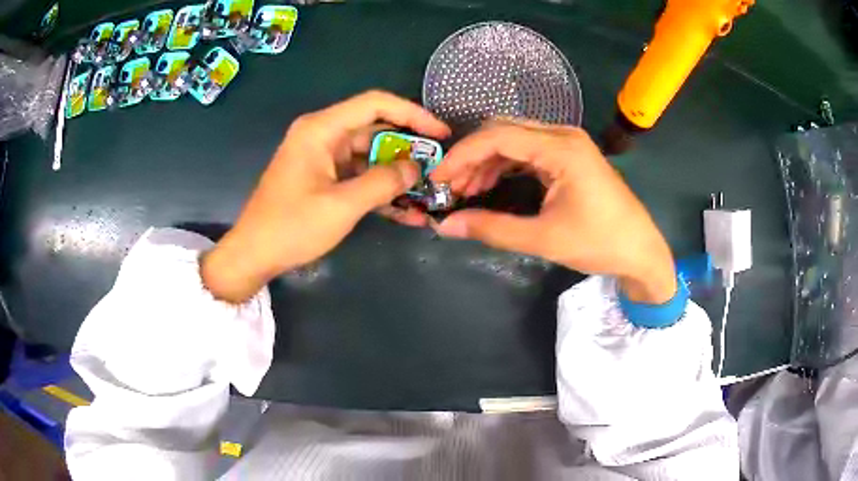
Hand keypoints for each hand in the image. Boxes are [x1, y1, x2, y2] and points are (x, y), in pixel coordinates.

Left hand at [202, 91, 449, 302]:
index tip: (440, 133)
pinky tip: (404, 209)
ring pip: (369, 155)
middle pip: (374, 129)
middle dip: (407, 149)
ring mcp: (322, 157)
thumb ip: (383, 182)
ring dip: (395, 174)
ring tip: (426, 193)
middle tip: (438, 167)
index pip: (375, 104)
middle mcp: (322, 135)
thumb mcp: (342, 205)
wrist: (253, 254)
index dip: (412, 114)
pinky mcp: (323, 177)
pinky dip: (378, 188)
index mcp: (321, 129)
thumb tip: (415, 168)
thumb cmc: (291, 227)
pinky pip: (358, 175)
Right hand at [430, 121, 675, 303]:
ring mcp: (567, 143)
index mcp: (560, 148)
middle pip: (502, 130)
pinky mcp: (569, 155)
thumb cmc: (599, 243)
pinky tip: (491, 184)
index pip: (497, 136)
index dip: (461, 155)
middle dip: (471, 156)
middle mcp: (563, 135)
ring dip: (486, 161)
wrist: (640, 250)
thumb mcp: (543, 239)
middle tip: (450, 187)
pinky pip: (527, 150)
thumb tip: (445, 226)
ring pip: (513, 139)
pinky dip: (504, 165)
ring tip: (466, 190)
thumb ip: (491, 229)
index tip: (437, 179)